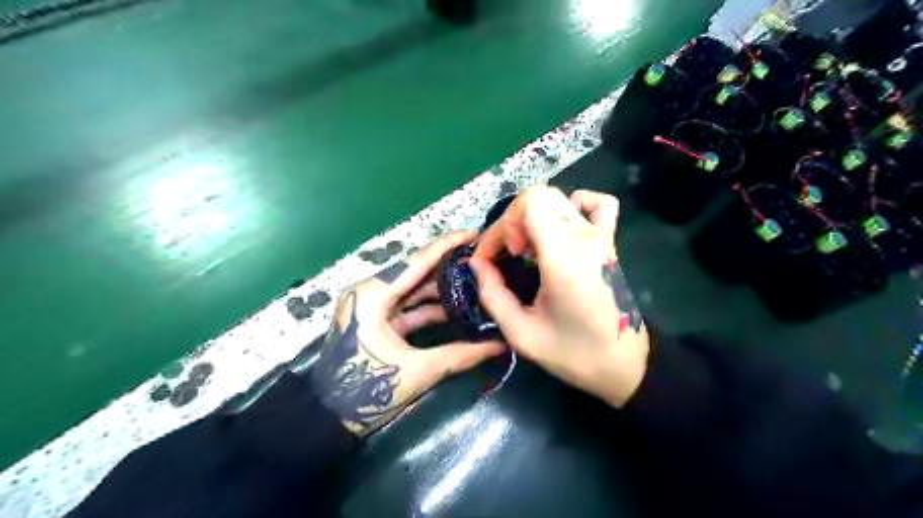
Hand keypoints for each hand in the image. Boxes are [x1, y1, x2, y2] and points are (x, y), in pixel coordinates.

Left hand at [314, 228, 506, 434]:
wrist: (327, 418)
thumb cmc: (367, 391)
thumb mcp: (418, 370)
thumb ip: (461, 355)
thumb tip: (500, 346)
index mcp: (374, 294)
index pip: (418, 261)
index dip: (448, 245)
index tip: (475, 233)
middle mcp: (370, 291)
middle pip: (416, 272)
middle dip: (448, 267)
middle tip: (482, 261)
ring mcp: (371, 305)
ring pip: (412, 289)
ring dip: (441, 289)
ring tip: (474, 283)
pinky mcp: (375, 319)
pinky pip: (407, 306)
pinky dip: (429, 308)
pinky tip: (456, 309)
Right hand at [469, 185, 647, 407]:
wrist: (624, 364)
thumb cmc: (573, 353)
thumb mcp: (521, 334)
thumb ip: (492, 295)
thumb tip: (477, 264)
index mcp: (564, 259)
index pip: (530, 204)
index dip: (503, 225)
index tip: (497, 257)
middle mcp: (585, 239)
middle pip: (539, 195)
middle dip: (513, 221)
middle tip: (511, 255)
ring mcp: (602, 237)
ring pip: (560, 197)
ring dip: (535, 215)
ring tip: (531, 247)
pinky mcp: (610, 242)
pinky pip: (597, 204)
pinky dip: (574, 206)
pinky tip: (563, 229)